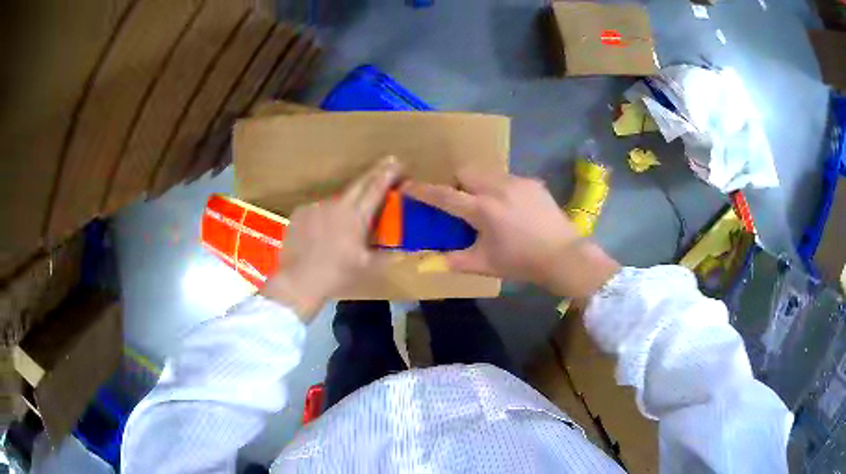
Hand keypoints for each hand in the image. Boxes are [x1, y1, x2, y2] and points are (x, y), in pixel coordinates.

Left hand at [261, 159, 400, 321]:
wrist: (298, 280)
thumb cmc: (336, 274)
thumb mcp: (367, 267)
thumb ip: (386, 255)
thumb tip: (402, 249)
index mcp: (356, 216)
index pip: (375, 189)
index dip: (387, 174)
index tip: (396, 162)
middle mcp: (337, 204)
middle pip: (359, 184)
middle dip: (374, 174)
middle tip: (385, 165)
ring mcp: (316, 206)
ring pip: (337, 200)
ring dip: (346, 204)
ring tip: (346, 221)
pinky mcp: (300, 212)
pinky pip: (318, 210)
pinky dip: (325, 216)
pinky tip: (323, 231)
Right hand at [405, 168, 619, 298]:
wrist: (563, 256)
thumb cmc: (521, 262)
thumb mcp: (484, 264)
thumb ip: (454, 261)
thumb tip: (427, 263)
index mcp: (482, 209)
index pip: (444, 195)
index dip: (422, 190)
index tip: (407, 186)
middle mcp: (497, 188)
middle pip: (466, 171)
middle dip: (456, 181)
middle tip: (460, 199)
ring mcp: (517, 182)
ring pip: (487, 170)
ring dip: (478, 181)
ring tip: (486, 201)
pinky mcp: (533, 182)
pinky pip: (508, 177)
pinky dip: (500, 186)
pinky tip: (510, 206)